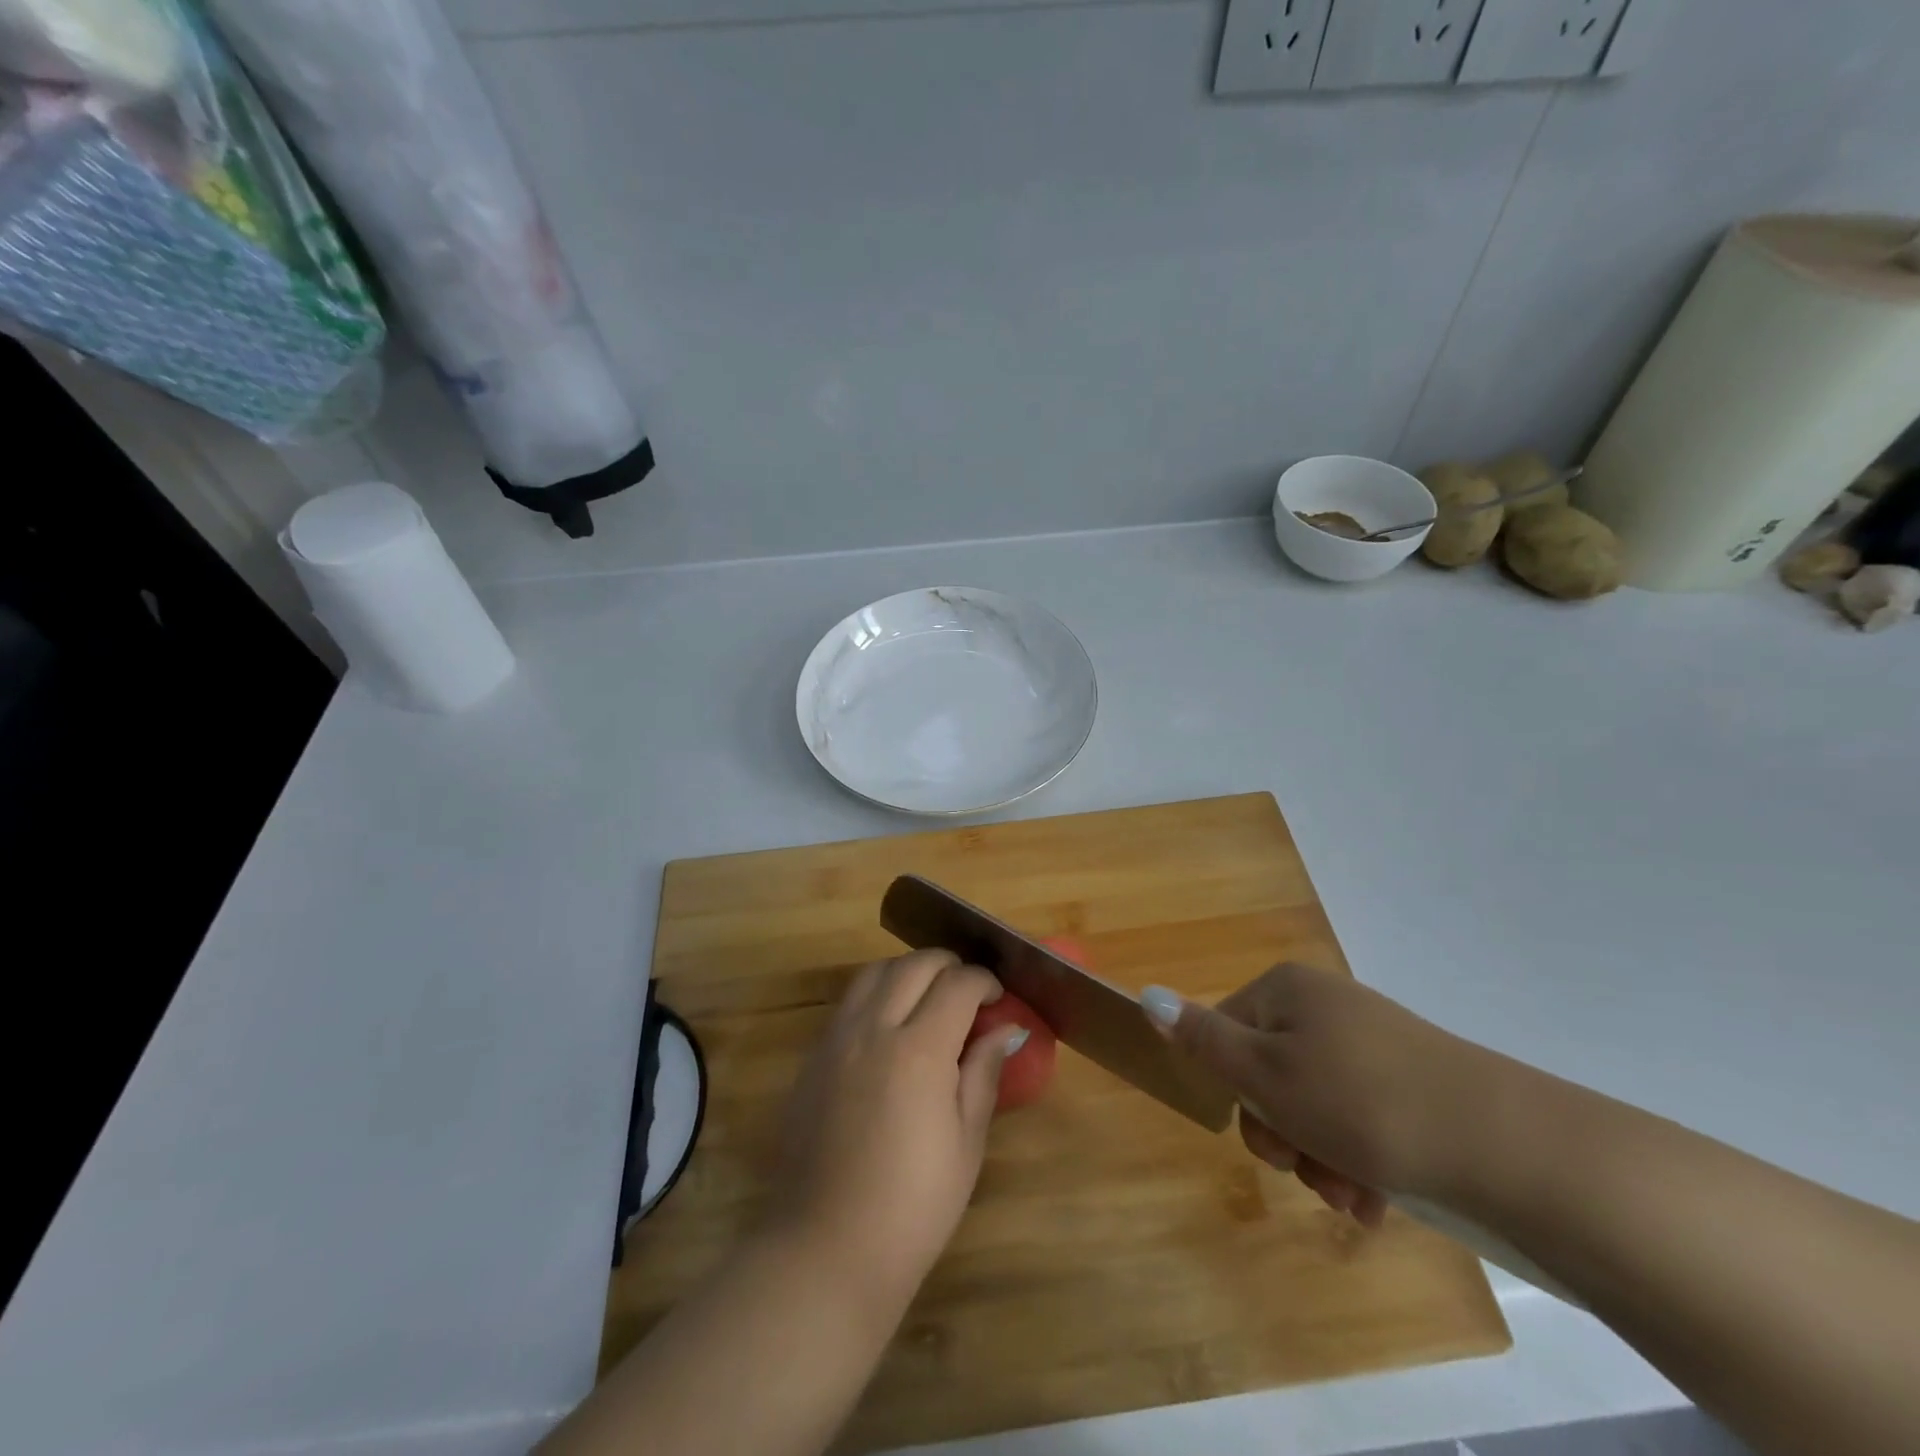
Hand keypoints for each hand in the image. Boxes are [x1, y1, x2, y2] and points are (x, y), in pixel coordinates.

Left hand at [768, 949, 1025, 1313]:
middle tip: (967, 991)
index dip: (984, 982)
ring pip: (874, 971)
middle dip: (948, 965)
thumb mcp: (966, 1142)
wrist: (827, 1248)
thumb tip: (1006, 1029)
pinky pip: (848, 1001)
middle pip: (914, 964)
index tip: (997, 998)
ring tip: (927, 998)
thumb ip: (983, 1073)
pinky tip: (889, 1025)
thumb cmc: (913, 1205)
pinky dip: (876, 992)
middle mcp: (874, 1029)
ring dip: (907, 971)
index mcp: (919, 1049)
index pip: (958, 985)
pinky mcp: (813, 1056)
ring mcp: (837, 1039)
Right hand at [1143, 963, 1495, 1226]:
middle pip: (1270, 1074)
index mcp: (1287, 990)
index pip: (1225, 1034)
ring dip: (1320, 1159)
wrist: (1506, 1144)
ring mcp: (1371, 1043)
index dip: (1236, 1092)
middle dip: (1284, 1135)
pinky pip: (1359, 1120)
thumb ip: (1202, 1039)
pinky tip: (1376, 1201)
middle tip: (1309, 1170)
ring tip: (1353, 1197)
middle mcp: (1325, 1006)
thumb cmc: (1361, 1102)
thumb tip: (1147, 996)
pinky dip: (1357, 1162)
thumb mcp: (1267, 1073)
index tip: (1268, 1137)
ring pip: (1314, 1107)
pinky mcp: (1411, 1083)